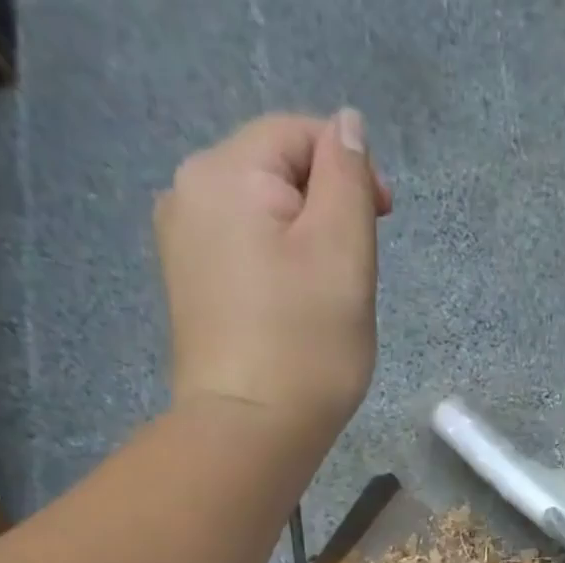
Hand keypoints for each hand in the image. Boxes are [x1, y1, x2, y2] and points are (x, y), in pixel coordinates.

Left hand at [154, 110, 394, 439]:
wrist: (249, 435)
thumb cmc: (305, 347)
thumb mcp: (343, 253)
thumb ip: (347, 177)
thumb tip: (346, 126)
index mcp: (224, 171)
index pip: (299, 135)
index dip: (350, 171)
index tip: (385, 225)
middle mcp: (187, 194)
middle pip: (276, 176)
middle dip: (325, 214)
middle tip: (355, 279)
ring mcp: (180, 247)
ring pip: (261, 221)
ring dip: (302, 248)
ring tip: (326, 304)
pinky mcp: (188, 293)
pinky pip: (242, 259)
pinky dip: (275, 275)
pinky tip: (292, 318)